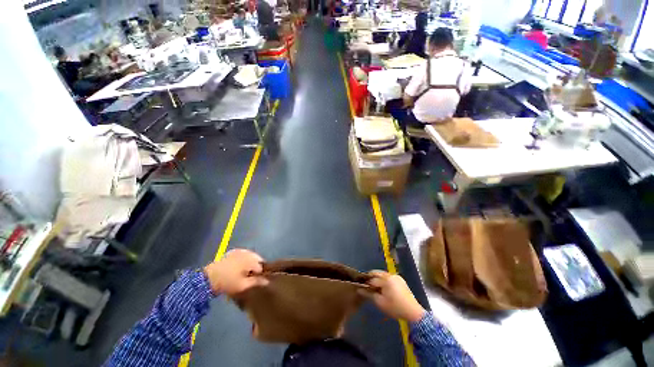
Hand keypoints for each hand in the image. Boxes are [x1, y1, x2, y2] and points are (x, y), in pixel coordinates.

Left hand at [203, 249, 268, 295]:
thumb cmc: (228, 282)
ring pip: (251, 256)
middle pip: (257, 259)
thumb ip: (256, 282)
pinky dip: (244, 259)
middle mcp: (248, 252)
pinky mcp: (233, 252)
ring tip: (244, 273)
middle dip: (256, 267)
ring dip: (250, 263)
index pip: (262, 266)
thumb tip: (267, 281)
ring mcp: (240, 251)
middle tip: (250, 277)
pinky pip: (244, 254)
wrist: (208, 278)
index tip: (256, 281)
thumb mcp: (243, 285)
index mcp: (251, 259)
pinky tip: (239, 267)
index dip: (260, 274)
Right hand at [361, 270, 425, 322]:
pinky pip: (388, 277)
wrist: (413, 312)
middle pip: (377, 273)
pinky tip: (383, 289)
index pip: (372, 279)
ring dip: (377, 279)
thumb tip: (359, 289)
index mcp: (386, 279)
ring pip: (382, 275)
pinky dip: (384, 281)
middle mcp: (391, 275)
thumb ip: (369, 294)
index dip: (366, 283)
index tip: (361, 287)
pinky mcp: (400, 280)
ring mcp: (396, 276)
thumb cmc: (395, 308)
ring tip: (374, 288)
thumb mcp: (380, 303)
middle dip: (371, 278)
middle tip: (366, 287)